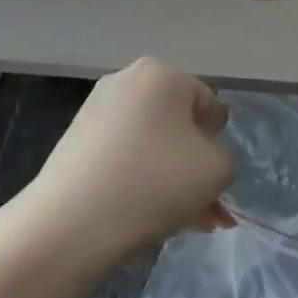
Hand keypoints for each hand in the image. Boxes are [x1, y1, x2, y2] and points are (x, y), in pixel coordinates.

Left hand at [19, 58, 235, 264]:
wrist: (74, 219)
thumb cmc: (155, 181)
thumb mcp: (216, 172)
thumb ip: (223, 161)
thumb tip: (201, 160)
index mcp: (164, 73)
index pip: (208, 104)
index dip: (216, 143)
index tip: (212, 178)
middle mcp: (129, 79)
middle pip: (177, 125)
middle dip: (194, 168)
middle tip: (205, 211)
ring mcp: (98, 108)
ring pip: (151, 145)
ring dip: (171, 180)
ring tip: (182, 224)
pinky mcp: (77, 138)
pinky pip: (124, 156)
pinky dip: (140, 180)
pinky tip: (149, 219)